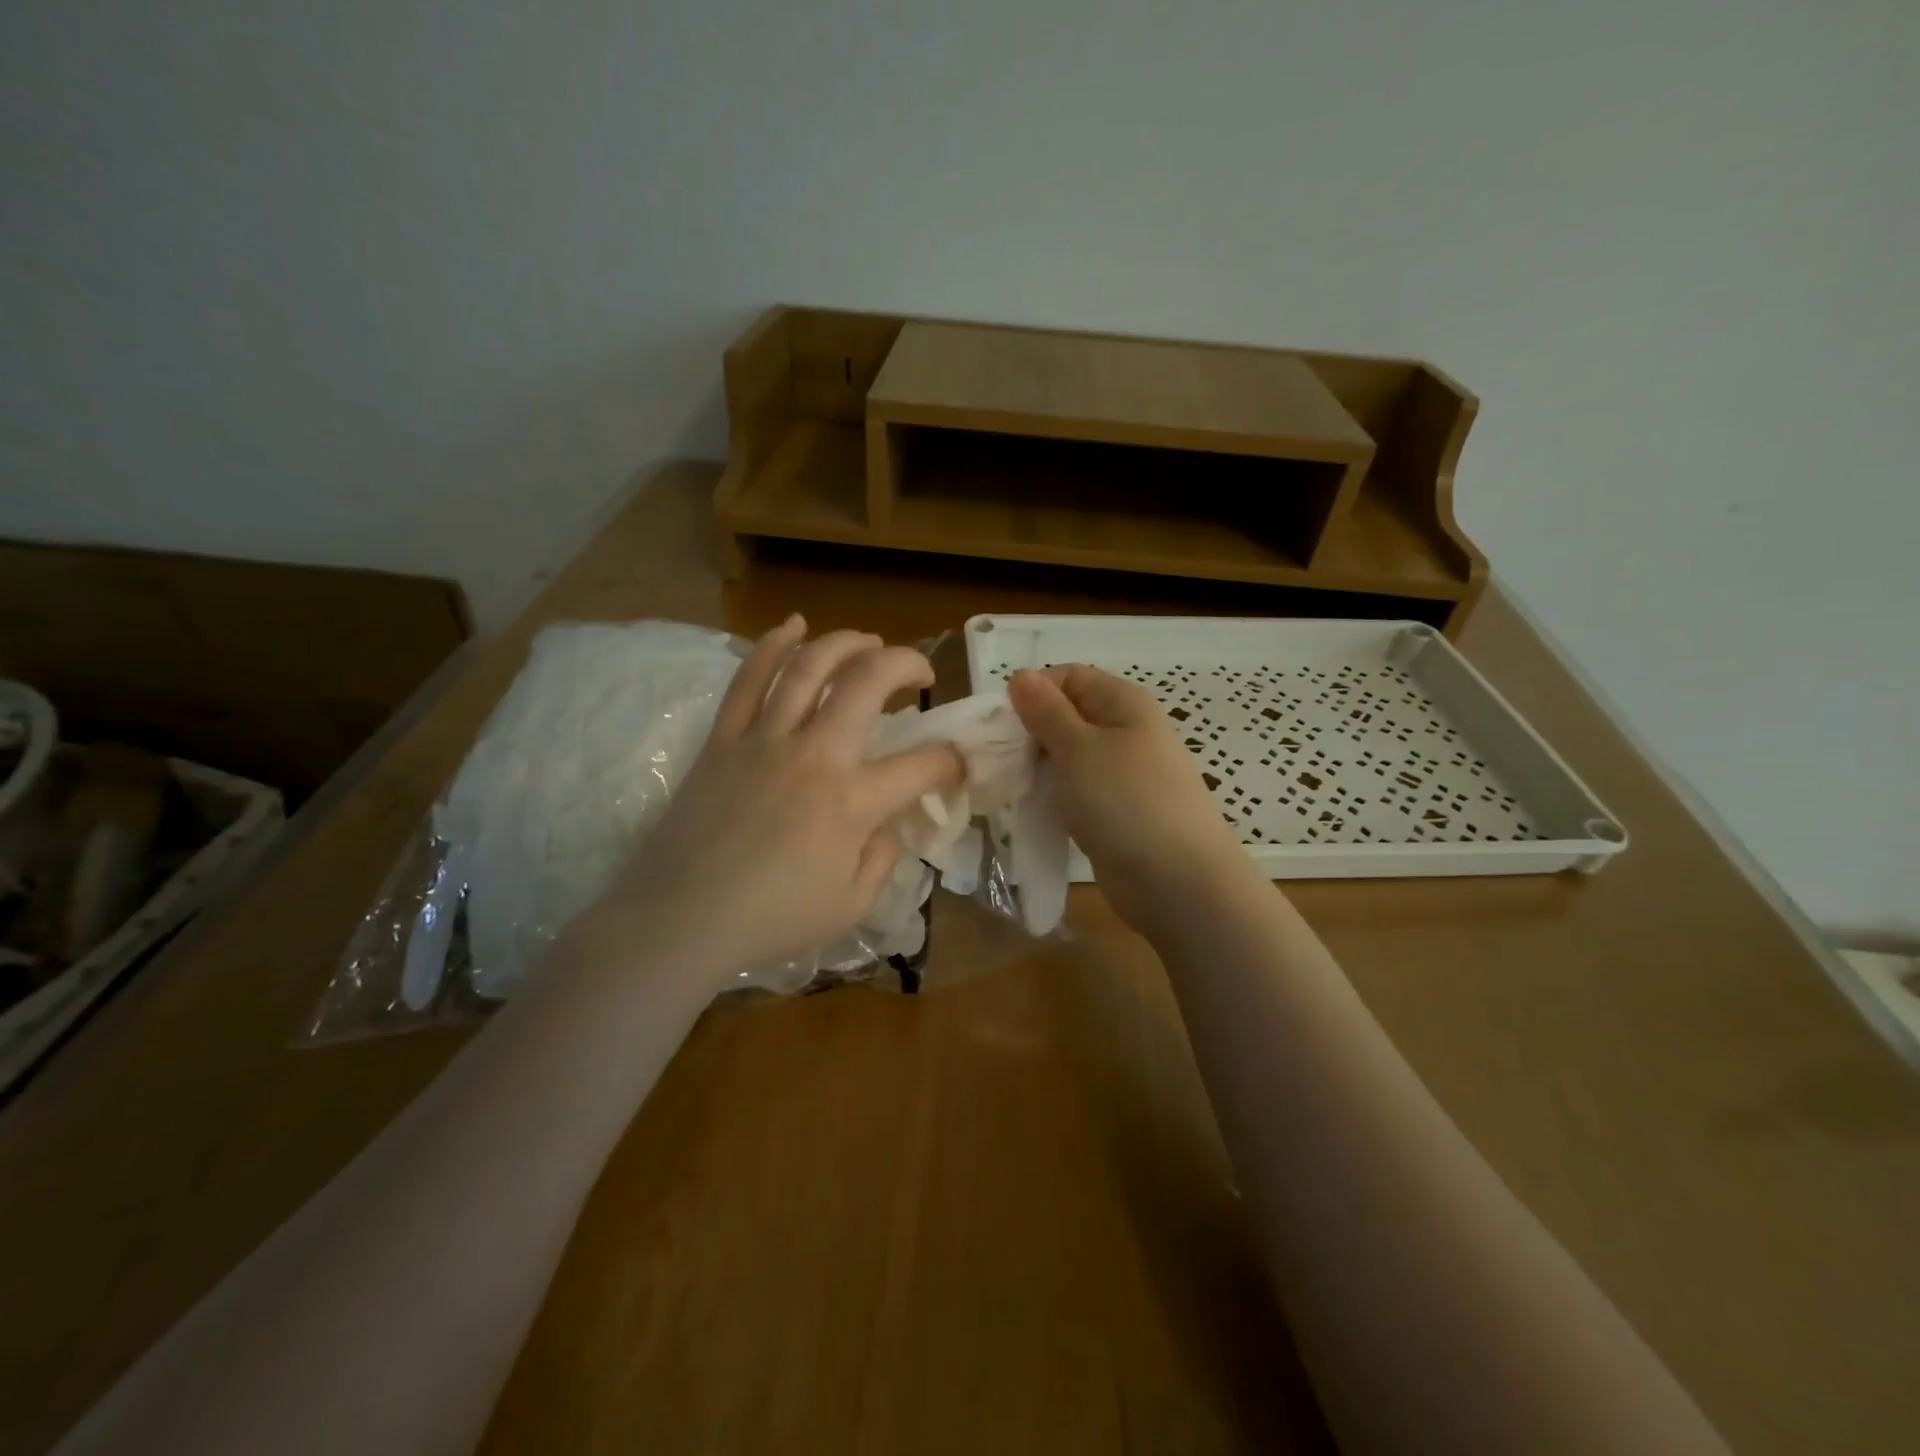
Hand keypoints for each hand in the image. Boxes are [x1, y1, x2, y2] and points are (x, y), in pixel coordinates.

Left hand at [588, 616, 960, 981]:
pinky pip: (749, 680)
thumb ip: (883, 858)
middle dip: (907, 664)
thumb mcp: (851, 906)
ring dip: (847, 643)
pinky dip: (773, 646)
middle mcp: (814, 755)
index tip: (955, 763)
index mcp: (852, 802)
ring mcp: (764, 739)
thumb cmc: (770, 919)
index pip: (922, 765)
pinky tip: (793, 625)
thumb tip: (888, 822)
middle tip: (921, 673)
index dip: (951, 760)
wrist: (680, 918)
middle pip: (868, 683)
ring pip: (810, 667)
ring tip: (870, 641)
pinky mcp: (724, 738)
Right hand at [1009, 664, 1250, 934]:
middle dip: (1030, 734)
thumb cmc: (1126, 802)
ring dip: (1038, 768)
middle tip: (1000, 762)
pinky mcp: (1115, 809)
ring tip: (1012, 788)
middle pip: (1065, 716)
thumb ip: (1046, 712)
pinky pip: (1076, 790)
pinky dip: (1053, 796)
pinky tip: (1033, 810)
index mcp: (1122, 702)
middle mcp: (1124, 730)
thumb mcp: (1078, 749)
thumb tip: (1021, 674)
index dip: (1032, 693)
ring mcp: (1121, 772)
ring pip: (1066, 756)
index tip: (1002, 725)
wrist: (1178, 882)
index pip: (1067, 677)